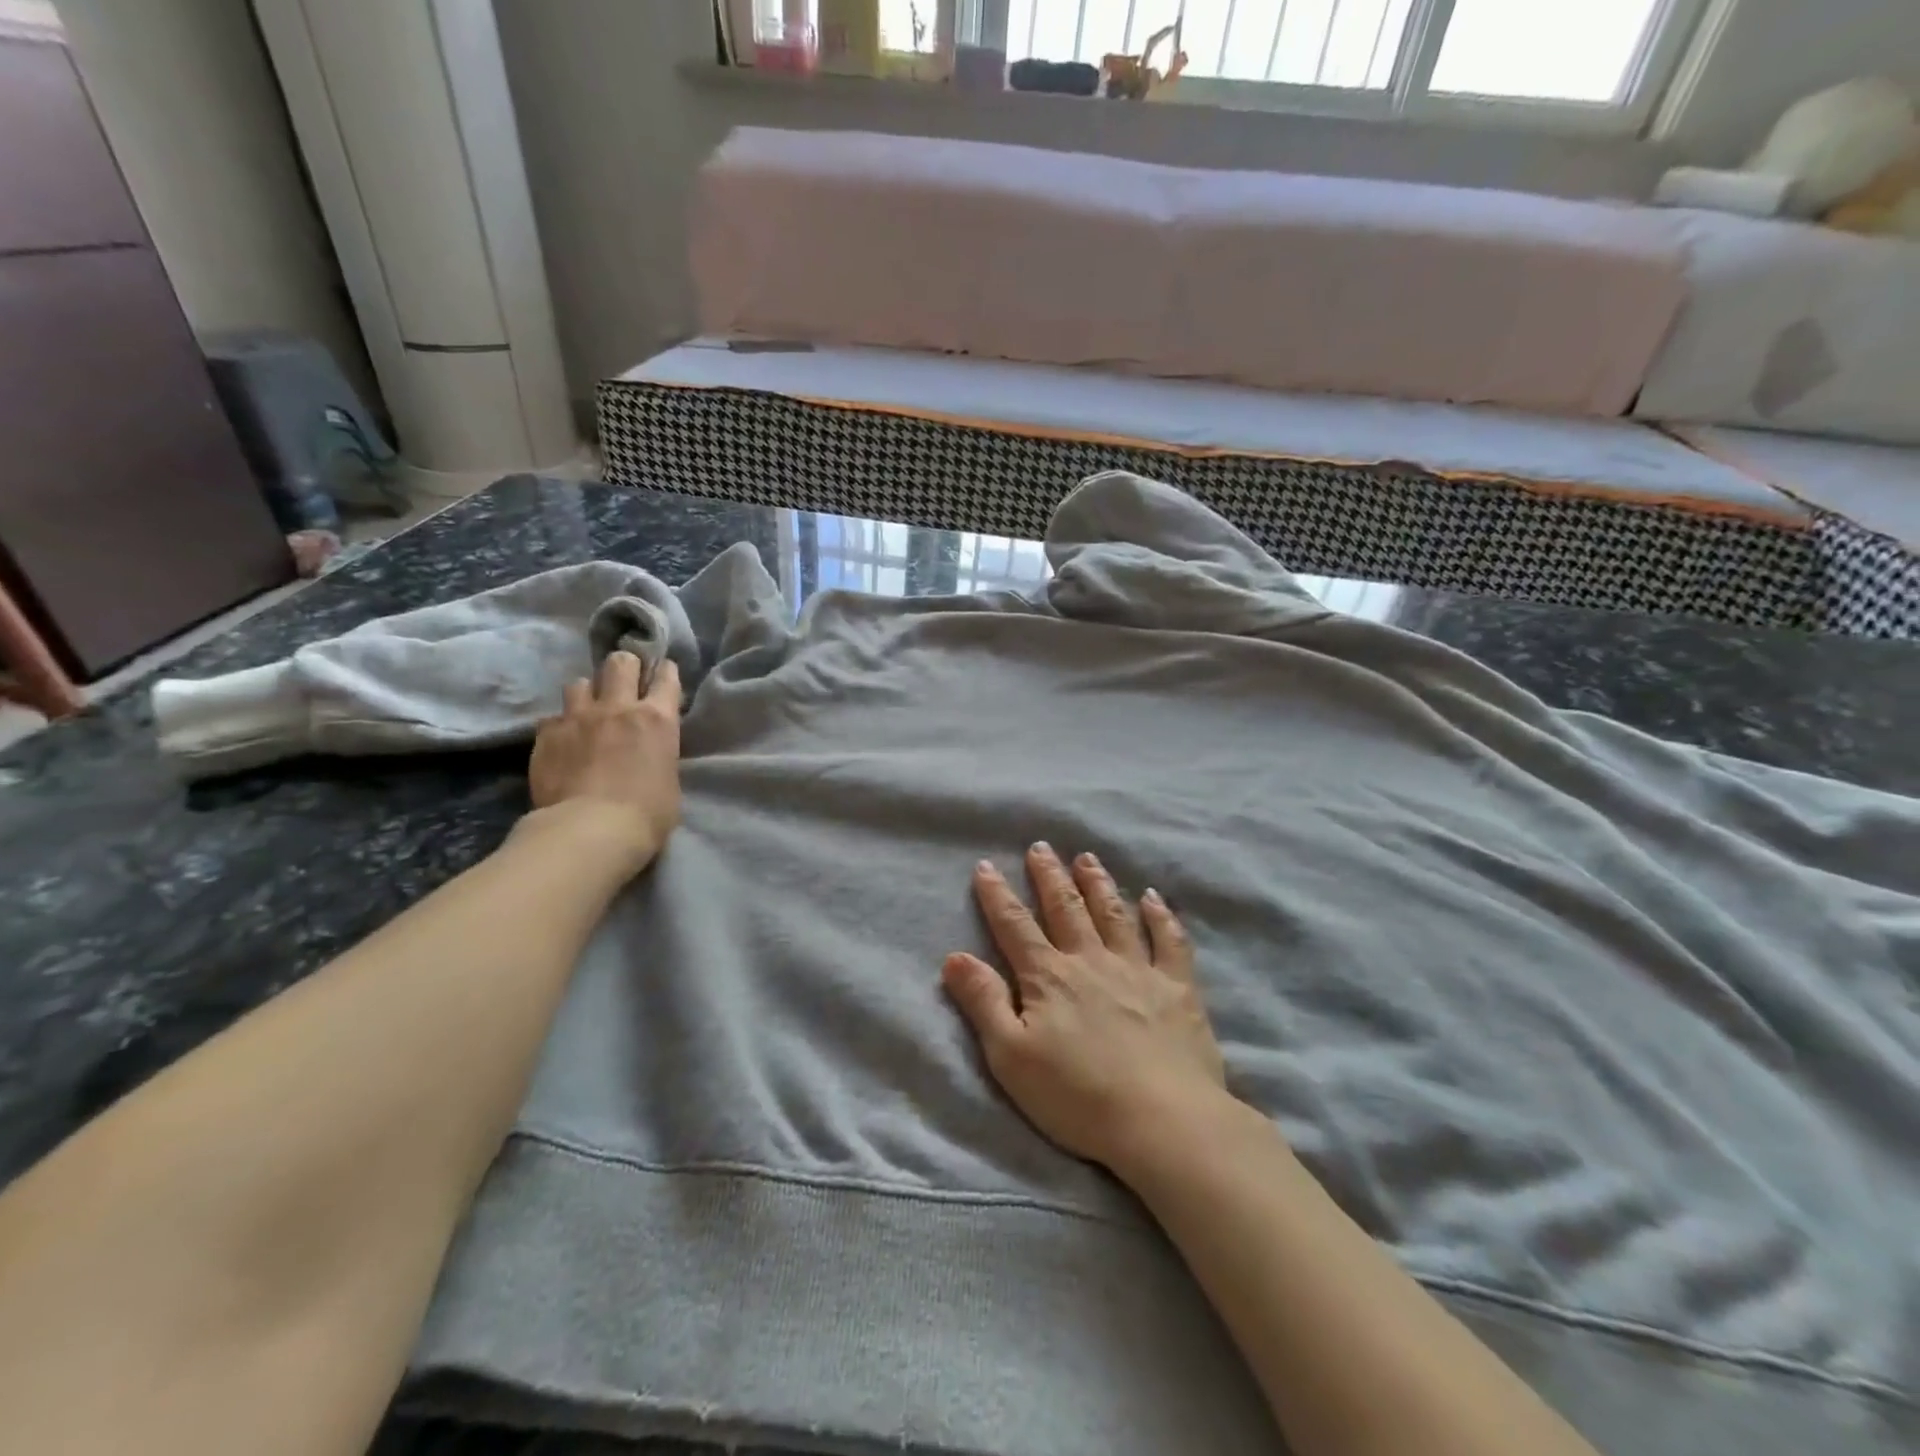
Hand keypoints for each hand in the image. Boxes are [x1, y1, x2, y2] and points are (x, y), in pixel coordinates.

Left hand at [526, 652, 681, 870]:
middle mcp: (618, 707)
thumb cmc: (647, 815)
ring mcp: (578, 717)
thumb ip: (658, 754)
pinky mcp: (546, 734)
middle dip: (624, 667)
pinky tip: (562, 741)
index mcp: (657, 719)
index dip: (665, 672)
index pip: (666, 677)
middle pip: (620, 663)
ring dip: (587, 694)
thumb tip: (648, 753)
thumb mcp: (669, 780)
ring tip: (587, 711)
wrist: (590, 831)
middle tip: (624, 682)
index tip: (662, 674)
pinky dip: (560, 725)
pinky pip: (552, 717)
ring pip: (580, 682)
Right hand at [942, 843, 1228, 1173]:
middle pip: (1065, 908)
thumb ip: (983, 1002)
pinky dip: (1160, 916)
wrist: (1162, 1121)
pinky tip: (1153, 898)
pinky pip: (1169, 941)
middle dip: (1050, 876)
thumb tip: (955, 956)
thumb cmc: (1076, 1096)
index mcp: (1049, 977)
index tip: (986, 866)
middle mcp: (1091, 960)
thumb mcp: (1011, 1056)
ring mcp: (1137, 969)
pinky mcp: (1177, 988)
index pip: (1015, 926)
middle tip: (1041, 847)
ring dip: (1098, 883)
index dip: (997, 895)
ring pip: (1113, 914)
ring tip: (1088, 858)